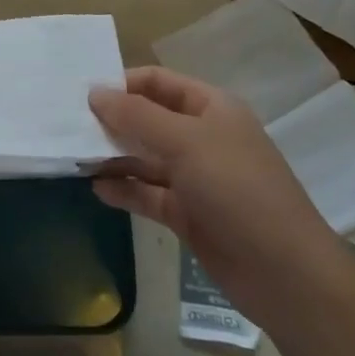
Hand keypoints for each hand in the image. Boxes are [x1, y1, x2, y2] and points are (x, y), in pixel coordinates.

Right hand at [90, 67, 343, 322]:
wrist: (285, 273)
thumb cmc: (237, 190)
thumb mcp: (185, 143)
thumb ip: (136, 115)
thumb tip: (94, 92)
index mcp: (211, 109)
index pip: (159, 82)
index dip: (123, 84)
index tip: (83, 96)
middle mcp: (202, 137)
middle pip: (149, 119)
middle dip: (113, 121)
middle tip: (69, 127)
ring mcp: (196, 178)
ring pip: (146, 158)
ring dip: (114, 156)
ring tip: (75, 157)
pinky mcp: (188, 214)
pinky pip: (149, 193)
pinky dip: (125, 189)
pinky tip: (97, 189)